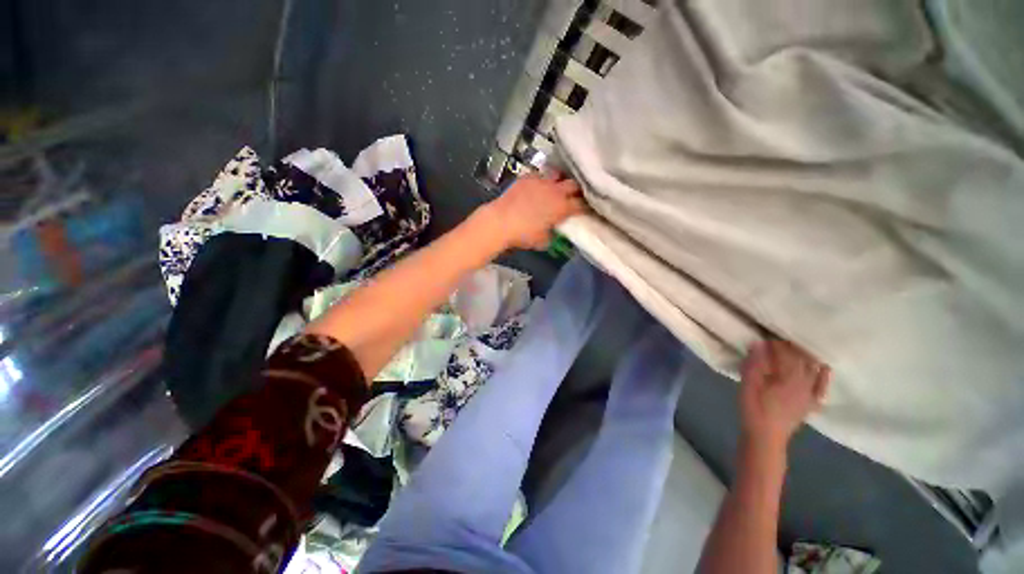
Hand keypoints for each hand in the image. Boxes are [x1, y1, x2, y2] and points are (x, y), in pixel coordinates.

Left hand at [481, 172, 585, 249]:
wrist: (500, 222)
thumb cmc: (523, 235)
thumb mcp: (543, 241)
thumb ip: (552, 233)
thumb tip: (552, 230)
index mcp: (562, 207)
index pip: (582, 204)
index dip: (586, 206)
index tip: (587, 209)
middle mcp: (555, 191)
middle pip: (574, 184)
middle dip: (577, 189)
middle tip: (575, 196)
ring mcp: (541, 181)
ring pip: (558, 174)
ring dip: (560, 181)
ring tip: (558, 187)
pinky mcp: (527, 177)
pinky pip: (540, 174)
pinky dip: (542, 180)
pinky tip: (538, 186)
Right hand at [739, 339, 830, 453]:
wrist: (766, 439)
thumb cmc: (753, 411)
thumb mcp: (747, 387)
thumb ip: (754, 365)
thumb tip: (759, 343)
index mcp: (788, 379)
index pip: (786, 355)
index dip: (776, 344)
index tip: (766, 336)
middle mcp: (805, 385)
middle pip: (802, 361)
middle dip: (792, 348)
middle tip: (779, 340)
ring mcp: (810, 395)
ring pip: (814, 371)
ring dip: (807, 358)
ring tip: (798, 349)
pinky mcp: (810, 404)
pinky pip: (821, 388)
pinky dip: (823, 377)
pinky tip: (823, 369)